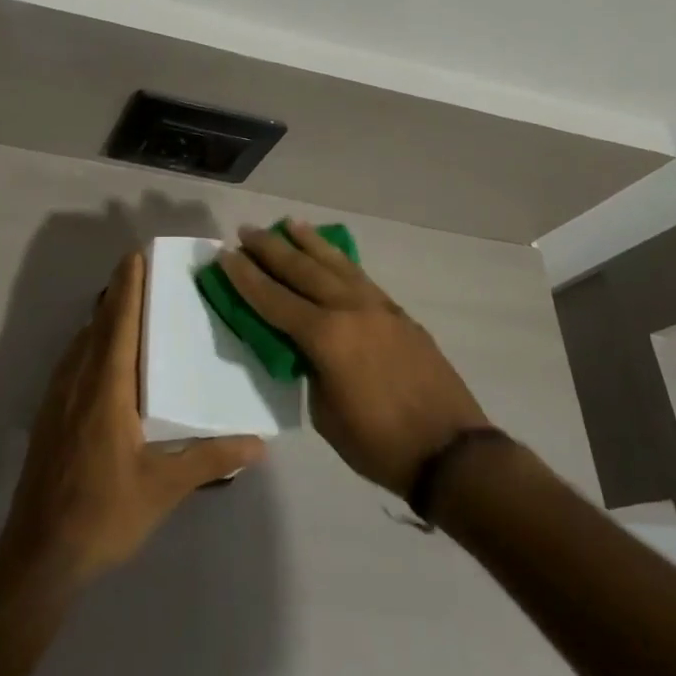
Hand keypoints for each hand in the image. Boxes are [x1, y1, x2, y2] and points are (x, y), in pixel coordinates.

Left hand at [0, 249, 264, 592]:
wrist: (40, 553)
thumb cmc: (104, 513)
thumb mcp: (163, 488)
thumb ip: (210, 459)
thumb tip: (258, 442)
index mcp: (107, 389)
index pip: (119, 324)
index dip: (128, 288)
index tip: (135, 256)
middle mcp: (79, 382)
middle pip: (98, 325)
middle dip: (117, 294)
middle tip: (139, 269)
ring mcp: (58, 398)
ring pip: (81, 342)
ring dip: (102, 317)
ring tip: (125, 304)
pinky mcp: (49, 415)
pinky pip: (72, 361)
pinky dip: (90, 342)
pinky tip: (102, 356)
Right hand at [220, 222, 492, 496]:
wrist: (451, 452)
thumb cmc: (379, 443)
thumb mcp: (325, 413)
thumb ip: (310, 369)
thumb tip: (306, 348)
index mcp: (326, 336)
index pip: (273, 299)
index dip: (245, 277)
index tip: (224, 254)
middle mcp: (349, 309)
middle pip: (302, 270)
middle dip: (270, 249)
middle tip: (246, 230)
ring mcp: (378, 307)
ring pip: (335, 264)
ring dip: (308, 243)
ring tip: (288, 223)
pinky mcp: (398, 313)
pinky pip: (359, 276)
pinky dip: (339, 261)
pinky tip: (332, 255)